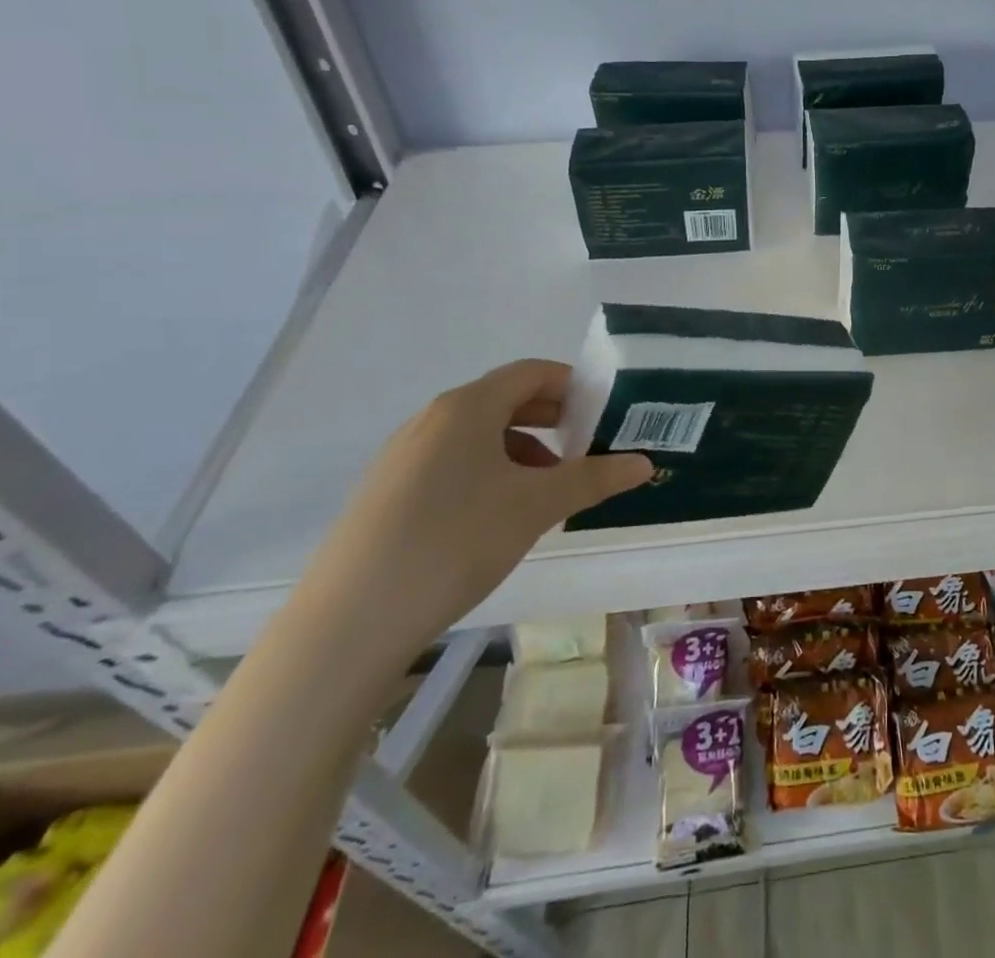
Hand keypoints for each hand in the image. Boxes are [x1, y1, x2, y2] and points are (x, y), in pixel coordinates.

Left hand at [298, 359, 652, 671]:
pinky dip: (488, 473)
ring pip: (477, 436)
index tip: (604, 412)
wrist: (350, 621)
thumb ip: (594, 479)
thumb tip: (644, 463)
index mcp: (467, 407)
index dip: (572, 385)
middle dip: (551, 420)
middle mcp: (432, 419)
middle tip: (586, 449)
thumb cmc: (456, 541)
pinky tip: (499, 517)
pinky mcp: (386, 492)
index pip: (531, 373)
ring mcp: (403, 456)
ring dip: (521, 451)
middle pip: (504, 401)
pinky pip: (451, 464)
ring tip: (547, 491)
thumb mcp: (537, 506)